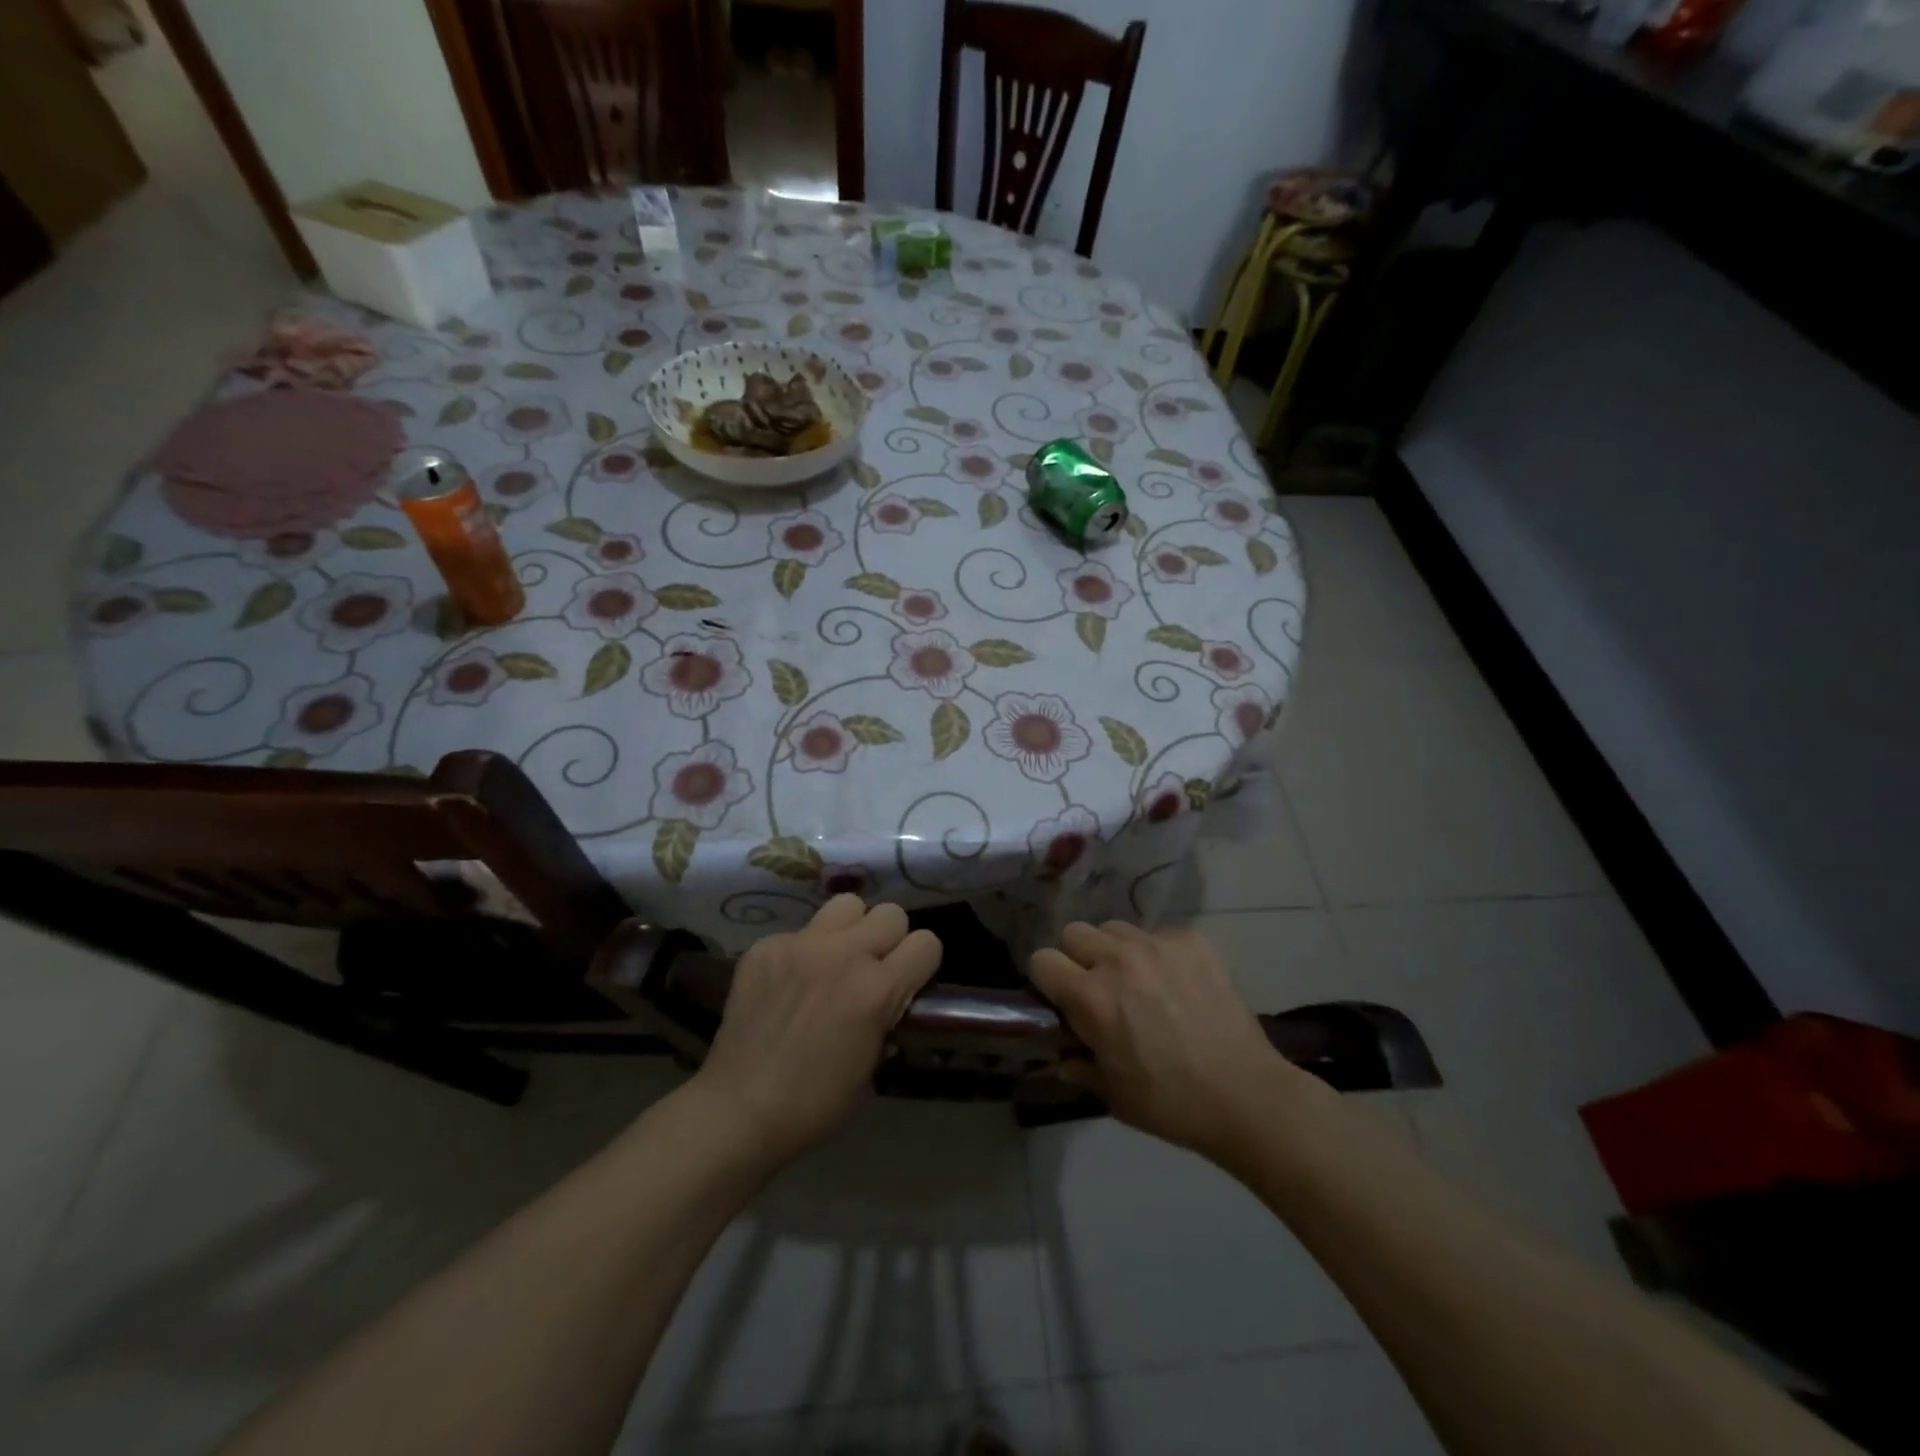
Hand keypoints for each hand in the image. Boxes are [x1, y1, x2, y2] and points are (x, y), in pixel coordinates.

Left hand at [691, 894, 942, 1165]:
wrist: (738, 1110)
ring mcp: (801, 944)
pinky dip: (802, 951)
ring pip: (847, 905)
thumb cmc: (814, 1105)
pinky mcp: (766, 946)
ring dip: (850, 930)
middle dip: (889, 940)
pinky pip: (799, 931)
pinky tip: (788, 983)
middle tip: (872, 969)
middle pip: (891, 912)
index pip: (927, 943)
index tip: (910, 982)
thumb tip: (889, 1005)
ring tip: (834, 960)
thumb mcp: (872, 1071)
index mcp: (878, 989)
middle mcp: (844, 954)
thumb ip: (886, 1022)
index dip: (922, 964)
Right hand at [1031, 921, 1311, 1164]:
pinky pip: (1158, 934)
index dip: (1047, 981)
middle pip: (1074, 932)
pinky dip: (1158, 953)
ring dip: (1115, 951)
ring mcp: (1158, 945)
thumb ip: (1079, 1066)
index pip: (1042, 960)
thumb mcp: (1112, 1095)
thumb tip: (1065, 1055)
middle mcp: (1118, 960)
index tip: (1062, 1000)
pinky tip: (1177, 983)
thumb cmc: (1171, 1104)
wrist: (1247, 1096)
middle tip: (1099, 989)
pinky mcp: (1192, 941)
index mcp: (1091, 997)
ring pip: (1115, 928)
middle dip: (1078, 958)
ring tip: (1139, 982)